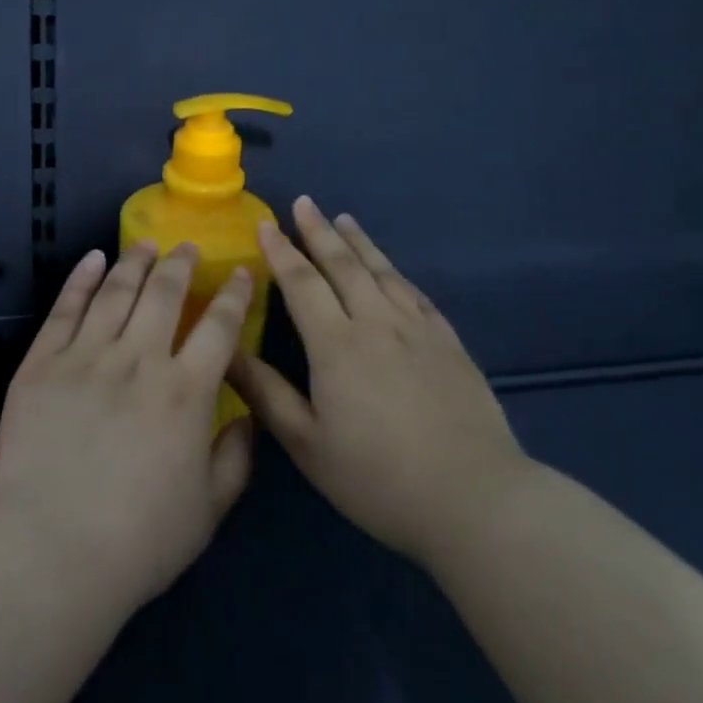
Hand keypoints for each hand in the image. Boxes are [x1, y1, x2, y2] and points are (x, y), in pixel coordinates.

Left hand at [0, 242, 254, 613]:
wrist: (49, 550)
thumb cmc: (138, 540)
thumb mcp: (209, 510)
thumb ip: (236, 459)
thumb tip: (248, 418)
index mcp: (186, 392)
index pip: (220, 326)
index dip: (233, 294)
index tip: (240, 272)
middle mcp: (140, 360)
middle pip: (165, 294)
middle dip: (180, 264)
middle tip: (186, 247)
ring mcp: (87, 357)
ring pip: (116, 291)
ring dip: (134, 262)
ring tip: (145, 245)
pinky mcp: (42, 363)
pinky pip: (66, 308)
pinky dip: (81, 279)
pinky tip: (92, 260)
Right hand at [228, 196, 528, 565]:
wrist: (474, 499)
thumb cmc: (378, 478)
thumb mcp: (308, 444)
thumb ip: (266, 393)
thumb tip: (227, 351)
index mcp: (337, 345)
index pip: (302, 283)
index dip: (281, 251)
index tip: (265, 224)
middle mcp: (377, 323)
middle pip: (344, 265)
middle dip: (319, 231)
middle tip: (304, 203)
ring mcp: (418, 330)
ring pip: (383, 272)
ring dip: (360, 243)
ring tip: (345, 219)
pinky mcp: (449, 344)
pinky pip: (417, 295)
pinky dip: (397, 273)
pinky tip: (393, 270)